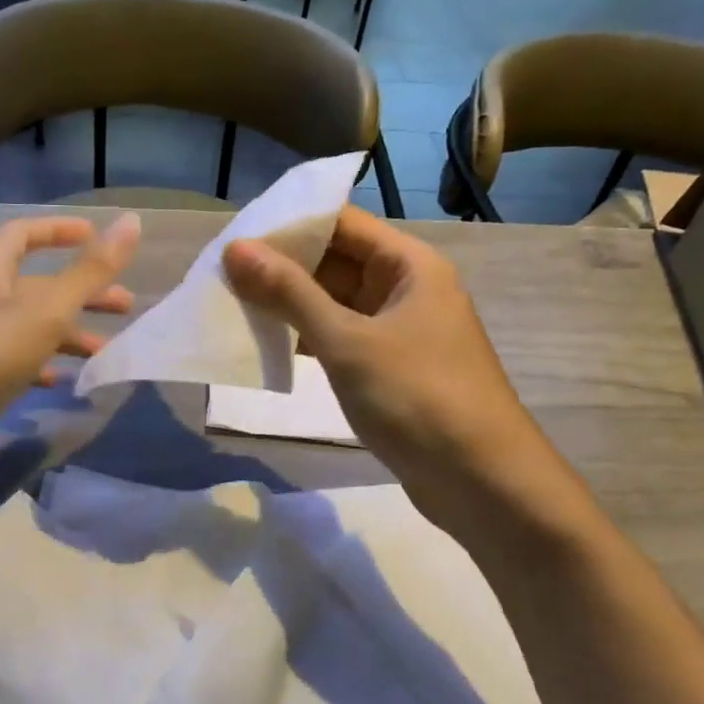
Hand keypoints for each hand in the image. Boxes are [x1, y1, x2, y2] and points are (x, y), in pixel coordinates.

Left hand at [0, 214, 138, 499]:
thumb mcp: (46, 309)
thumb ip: (90, 270)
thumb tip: (132, 221)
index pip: (23, 233)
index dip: (59, 230)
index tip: (96, 237)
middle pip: (35, 285)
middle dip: (81, 292)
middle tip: (125, 306)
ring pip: (29, 326)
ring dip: (67, 334)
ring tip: (105, 352)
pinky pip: (14, 361)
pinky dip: (42, 365)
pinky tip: (62, 382)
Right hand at [223, 206, 551, 507]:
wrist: (481, 482)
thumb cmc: (417, 397)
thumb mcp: (346, 341)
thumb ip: (289, 293)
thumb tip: (235, 249)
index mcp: (409, 265)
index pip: (341, 222)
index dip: (289, 224)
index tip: (235, 237)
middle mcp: (406, 289)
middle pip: (336, 260)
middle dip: (282, 267)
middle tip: (222, 274)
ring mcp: (399, 331)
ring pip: (335, 302)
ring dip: (290, 305)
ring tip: (233, 305)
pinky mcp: (390, 368)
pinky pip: (341, 338)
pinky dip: (306, 338)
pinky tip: (267, 346)